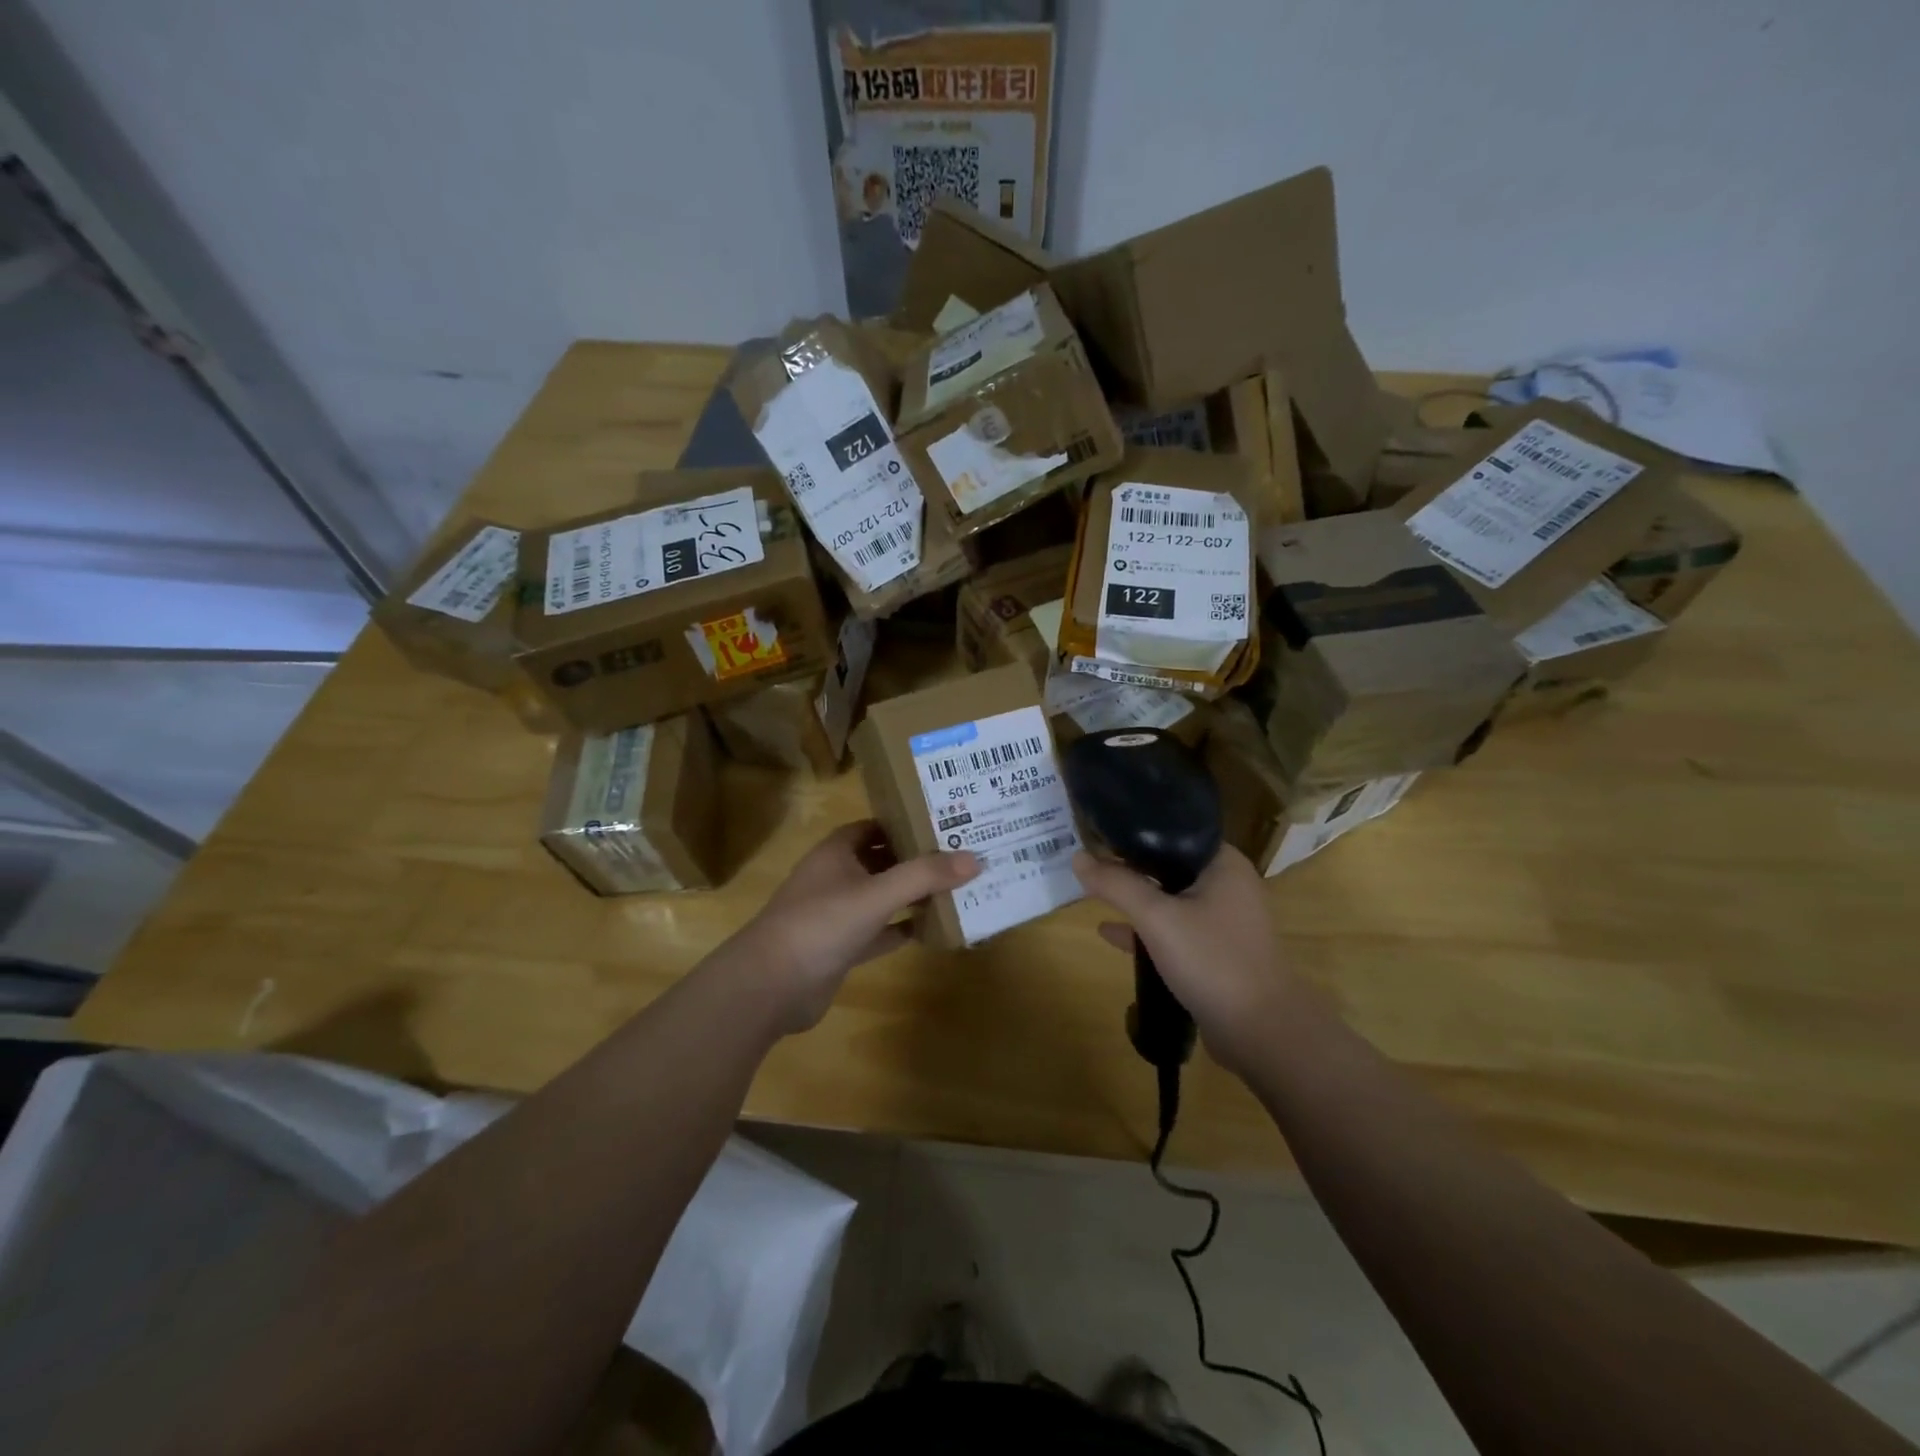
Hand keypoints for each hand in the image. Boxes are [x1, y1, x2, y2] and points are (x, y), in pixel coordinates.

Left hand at [728, 822, 978, 1034]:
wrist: (771, 986)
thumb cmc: (821, 924)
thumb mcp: (876, 894)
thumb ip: (923, 876)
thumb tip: (975, 858)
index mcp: (837, 851)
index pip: (876, 826)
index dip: (907, 822)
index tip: (945, 822)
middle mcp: (837, 876)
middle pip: (883, 860)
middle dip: (917, 859)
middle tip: (962, 855)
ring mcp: (838, 913)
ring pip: (883, 896)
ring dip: (913, 894)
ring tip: (958, 888)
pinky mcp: (842, 947)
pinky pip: (881, 931)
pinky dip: (903, 929)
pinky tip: (934, 928)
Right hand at [1072, 845, 1294, 1074]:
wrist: (1261, 1033)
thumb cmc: (1211, 960)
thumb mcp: (1156, 918)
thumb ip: (1116, 885)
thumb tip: (1078, 857)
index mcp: (1223, 864)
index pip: (1174, 832)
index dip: (1135, 832)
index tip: (1099, 832)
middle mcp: (1227, 885)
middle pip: (1169, 865)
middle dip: (1129, 867)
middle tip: (1090, 862)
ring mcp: (1223, 921)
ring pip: (1170, 899)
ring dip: (1136, 898)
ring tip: (1094, 893)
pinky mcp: (1216, 951)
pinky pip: (1175, 929)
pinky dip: (1147, 929)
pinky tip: (1111, 933)